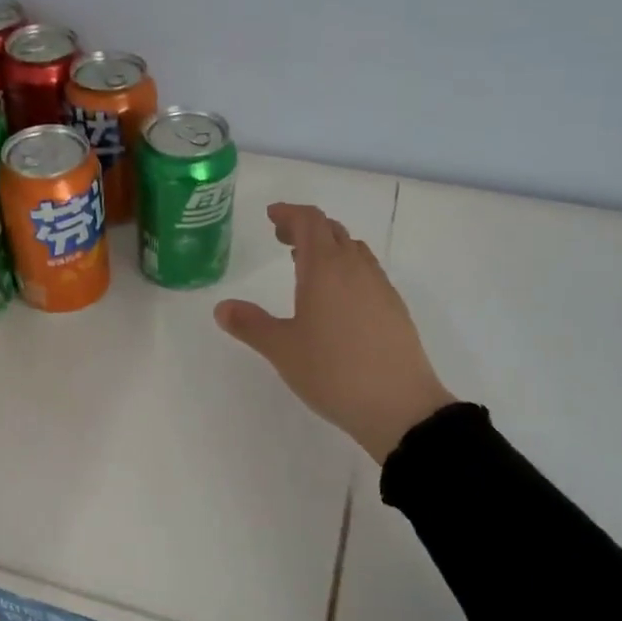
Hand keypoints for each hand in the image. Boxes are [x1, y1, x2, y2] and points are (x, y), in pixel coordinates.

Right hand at [215, 203, 455, 461]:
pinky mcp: (394, 309)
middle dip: (306, 228)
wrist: (399, 406)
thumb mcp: (282, 349)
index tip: (271, 216)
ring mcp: (380, 287)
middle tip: (282, 240)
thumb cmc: (333, 372)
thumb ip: (250, 324)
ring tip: (306, 267)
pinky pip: (367, 272)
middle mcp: (355, 268)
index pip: (309, 222)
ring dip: (328, 247)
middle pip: (332, 231)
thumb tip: (222, 307)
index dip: (289, 213)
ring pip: (353, 250)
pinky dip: (346, 269)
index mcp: (325, 268)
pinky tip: (337, 299)